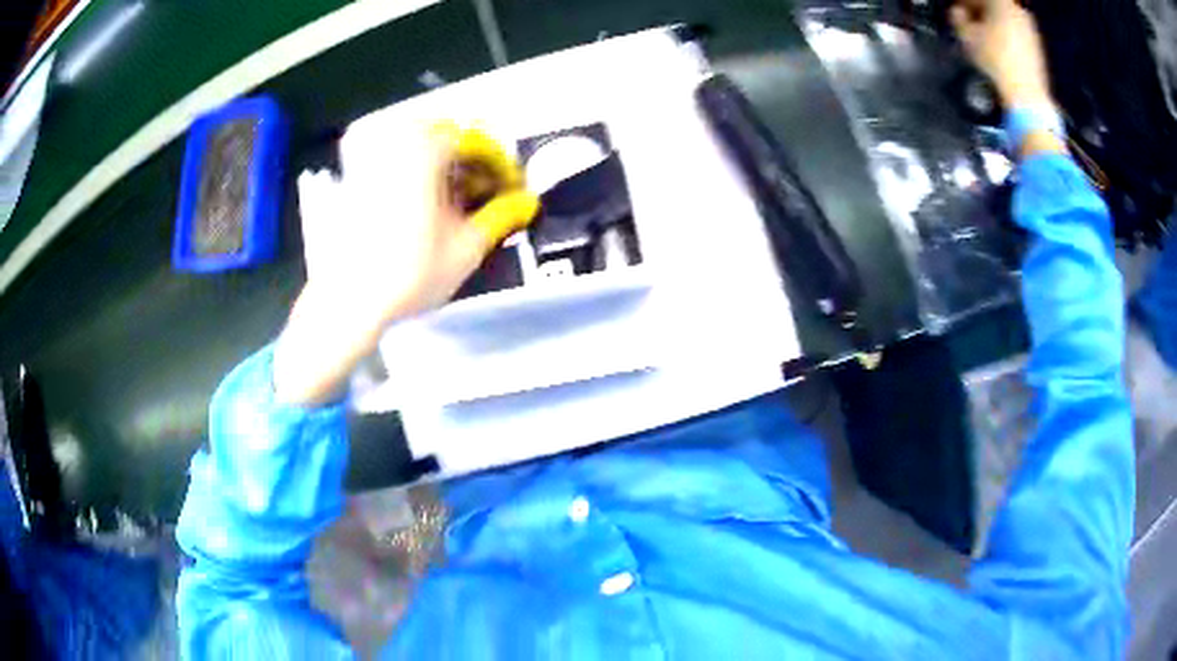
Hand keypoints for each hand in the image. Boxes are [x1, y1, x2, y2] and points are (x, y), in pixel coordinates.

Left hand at [275, 121, 538, 405]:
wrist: (347, 299)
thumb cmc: (409, 274)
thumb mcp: (466, 248)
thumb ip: (502, 217)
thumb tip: (526, 203)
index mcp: (426, 147)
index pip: (480, 143)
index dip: (502, 168)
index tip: (513, 192)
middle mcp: (397, 138)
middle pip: (450, 139)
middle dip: (473, 166)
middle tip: (486, 197)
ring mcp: (371, 154)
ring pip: (423, 147)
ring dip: (446, 169)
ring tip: (458, 203)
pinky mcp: (354, 172)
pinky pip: (397, 159)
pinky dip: (418, 174)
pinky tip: (426, 205)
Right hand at [950, 0, 1053, 109]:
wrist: (1027, 95)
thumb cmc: (997, 62)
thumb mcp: (967, 37)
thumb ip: (958, 19)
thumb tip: (958, 13)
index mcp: (1000, 1)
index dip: (965, 4)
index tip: (957, 12)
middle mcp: (1018, 10)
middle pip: (993, 5)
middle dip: (980, 12)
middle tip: (970, 23)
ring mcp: (1031, 28)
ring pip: (1006, 18)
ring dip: (994, 24)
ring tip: (985, 38)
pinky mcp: (1038, 47)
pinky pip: (1017, 33)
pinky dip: (1007, 36)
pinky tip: (1000, 49)